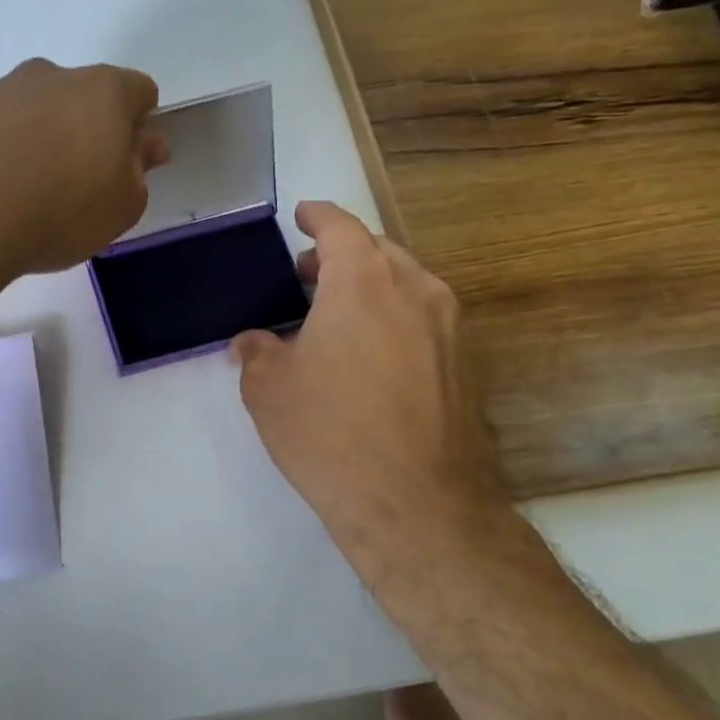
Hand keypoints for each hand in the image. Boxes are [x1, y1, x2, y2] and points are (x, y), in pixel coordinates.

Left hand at [0, 58, 168, 278]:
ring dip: (43, 138)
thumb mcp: (122, 206)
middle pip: (84, 96)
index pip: (138, 91)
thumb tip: (145, 145)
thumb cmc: (61, 210)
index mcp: (103, 90)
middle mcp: (50, 76)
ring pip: (36, 110)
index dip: (140, 126)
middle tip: (82, 181)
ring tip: (32, 192)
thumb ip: (139, 171)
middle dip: (89, 129)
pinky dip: (4, 151)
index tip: (130, 162)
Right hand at [231, 202, 507, 587]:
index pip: (340, 227)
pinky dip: (395, 320)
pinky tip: (370, 357)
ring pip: (406, 286)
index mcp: (364, 281)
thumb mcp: (269, 389)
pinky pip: (424, 321)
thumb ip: (256, 353)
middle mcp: (416, 289)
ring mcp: (451, 327)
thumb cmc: (329, 432)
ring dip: (371, 288)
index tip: (302, 215)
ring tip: (337, 316)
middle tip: (308, 275)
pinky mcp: (467, 365)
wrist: (416, 503)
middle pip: (378, 252)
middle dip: (341, 256)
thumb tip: (253, 343)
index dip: (317, 217)